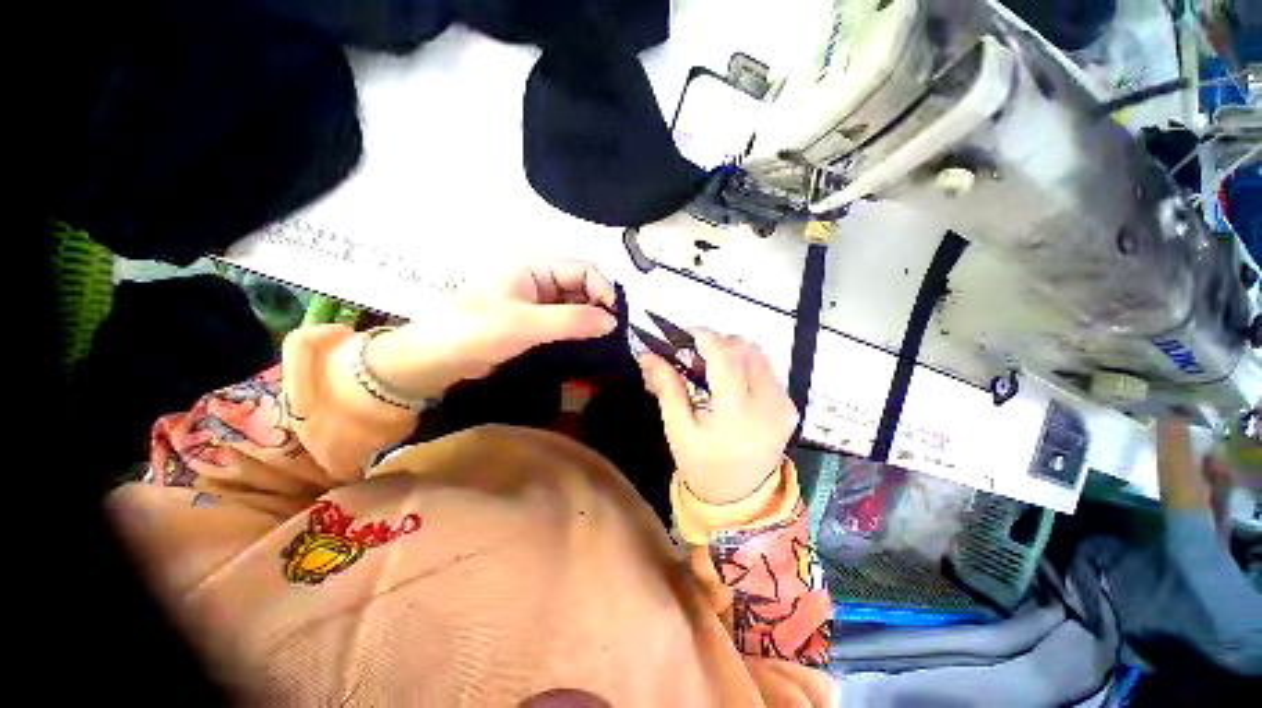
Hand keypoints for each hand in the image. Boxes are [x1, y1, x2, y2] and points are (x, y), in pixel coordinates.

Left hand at [366, 259, 617, 399]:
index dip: (604, 290)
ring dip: (591, 319)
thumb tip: (613, 322)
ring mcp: (537, 299)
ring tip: (605, 342)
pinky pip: (565, 319)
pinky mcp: (534, 319)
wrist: (435, 360)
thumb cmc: (474, 332)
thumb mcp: (524, 324)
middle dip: (600, 306)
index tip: (615, 320)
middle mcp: (539, 277)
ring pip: (576, 303)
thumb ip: (571, 321)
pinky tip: (588, 344)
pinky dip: (579, 329)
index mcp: (534, 265)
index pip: (583, 268)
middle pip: (582, 285)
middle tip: (614, 335)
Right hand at [638, 329, 798, 503]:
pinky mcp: (789, 407)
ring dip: (732, 352)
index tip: (685, 334)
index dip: (706, 337)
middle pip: (746, 350)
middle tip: (692, 356)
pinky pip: (766, 370)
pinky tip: (728, 381)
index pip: (726, 357)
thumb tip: (647, 354)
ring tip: (709, 367)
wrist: (739, 498)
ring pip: (758, 355)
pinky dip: (744, 365)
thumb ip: (666, 386)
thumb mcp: (678, 429)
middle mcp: (768, 403)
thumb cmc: (702, 465)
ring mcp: (784, 404)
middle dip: (717, 344)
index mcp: (737, 412)